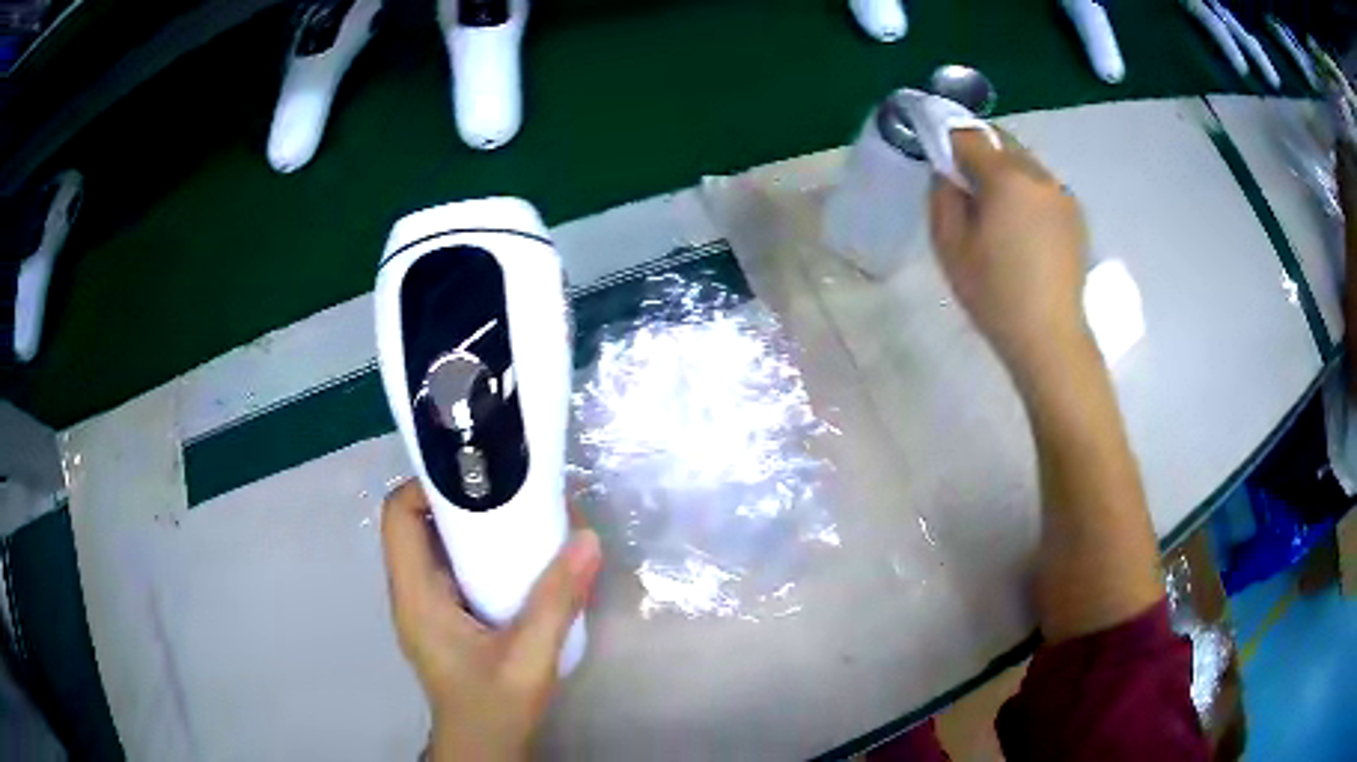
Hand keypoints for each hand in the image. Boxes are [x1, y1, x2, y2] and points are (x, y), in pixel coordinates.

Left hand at [381, 481, 601, 761]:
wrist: (482, 748)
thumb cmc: (495, 707)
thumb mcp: (530, 658)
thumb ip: (557, 601)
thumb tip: (586, 539)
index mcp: (416, 597)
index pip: (398, 516)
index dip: (428, 486)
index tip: (478, 477)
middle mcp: (411, 593)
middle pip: (415, 523)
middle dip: (458, 499)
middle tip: (509, 489)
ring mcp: (425, 606)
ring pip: (433, 544)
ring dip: (469, 524)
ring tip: (518, 513)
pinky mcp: (442, 617)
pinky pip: (450, 567)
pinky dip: (477, 551)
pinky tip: (516, 556)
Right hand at [929, 129, 1091, 378]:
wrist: (1050, 338)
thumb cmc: (995, 295)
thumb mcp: (949, 246)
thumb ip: (942, 196)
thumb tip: (948, 173)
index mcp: (1006, 177)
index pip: (968, 136)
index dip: (947, 143)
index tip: (940, 167)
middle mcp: (1039, 174)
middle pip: (1000, 143)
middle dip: (979, 155)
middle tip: (968, 192)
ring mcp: (1062, 194)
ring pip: (1024, 163)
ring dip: (1005, 174)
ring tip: (998, 216)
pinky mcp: (1076, 215)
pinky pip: (1043, 187)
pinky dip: (1027, 193)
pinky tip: (1024, 232)